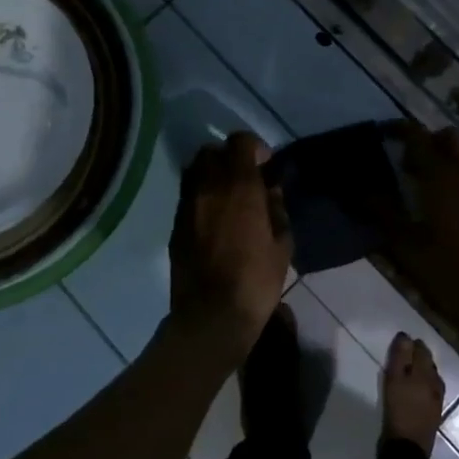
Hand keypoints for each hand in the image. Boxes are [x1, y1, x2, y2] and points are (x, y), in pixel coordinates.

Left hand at [168, 131, 291, 352]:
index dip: (255, 148)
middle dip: (229, 157)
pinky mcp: (176, 225)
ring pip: (195, 171)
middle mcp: (208, 187)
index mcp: (239, 186)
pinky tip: (214, 219)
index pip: (240, 142)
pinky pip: (188, 196)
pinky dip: (201, 196)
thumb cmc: (256, 280)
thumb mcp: (282, 244)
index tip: (266, 167)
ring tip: (228, 197)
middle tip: (245, 179)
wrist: (211, 316)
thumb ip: (277, 208)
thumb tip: (271, 189)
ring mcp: (187, 205)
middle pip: (212, 150)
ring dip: (212, 174)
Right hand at [388, 124, 458, 344]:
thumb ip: (383, 213)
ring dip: (447, 157)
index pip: (418, 135)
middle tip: (409, 165)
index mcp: (442, 175)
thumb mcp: (407, 246)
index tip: (382, 134)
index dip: (397, 129)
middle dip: (429, 141)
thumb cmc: (452, 271)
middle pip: (450, 136)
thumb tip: (361, 190)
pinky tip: (448, 206)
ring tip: (426, 186)